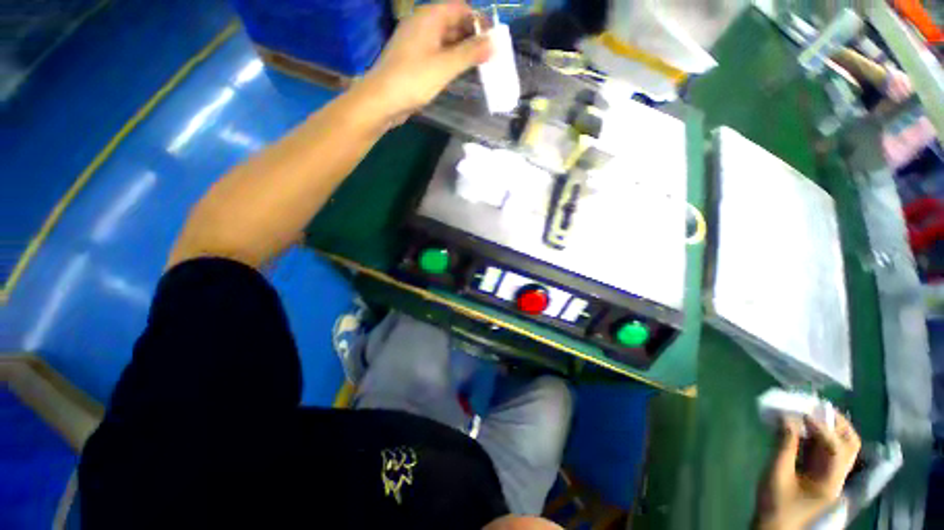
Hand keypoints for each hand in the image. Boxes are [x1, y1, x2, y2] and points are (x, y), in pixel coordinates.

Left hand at [361, 1, 492, 120]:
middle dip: (472, 36)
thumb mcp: (445, 66)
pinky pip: (438, 53)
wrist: (382, 100)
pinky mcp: (414, 60)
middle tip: (489, 56)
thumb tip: (495, 43)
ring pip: (446, 40)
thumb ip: (470, 53)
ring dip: (462, 50)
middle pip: (453, 22)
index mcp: (429, 17)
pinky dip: (451, 59)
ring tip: (479, 65)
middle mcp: (423, 24)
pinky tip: (460, 72)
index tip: (493, 40)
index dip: (479, 20)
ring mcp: (417, 43)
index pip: (460, 8)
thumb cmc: (413, 80)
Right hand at [754, 414, 860, 529]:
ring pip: (837, 444)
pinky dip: (812, 434)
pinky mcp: (816, 473)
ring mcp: (828, 474)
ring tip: (806, 411)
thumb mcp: (776, 476)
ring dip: (825, 426)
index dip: (822, 428)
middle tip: (816, 406)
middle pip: (849, 445)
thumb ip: (783, 447)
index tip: (802, 411)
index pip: (836, 448)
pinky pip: (821, 449)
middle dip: (836, 423)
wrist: (774, 528)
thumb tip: (786, 418)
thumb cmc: (775, 506)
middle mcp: (836, 476)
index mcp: (831, 481)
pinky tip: (797, 426)